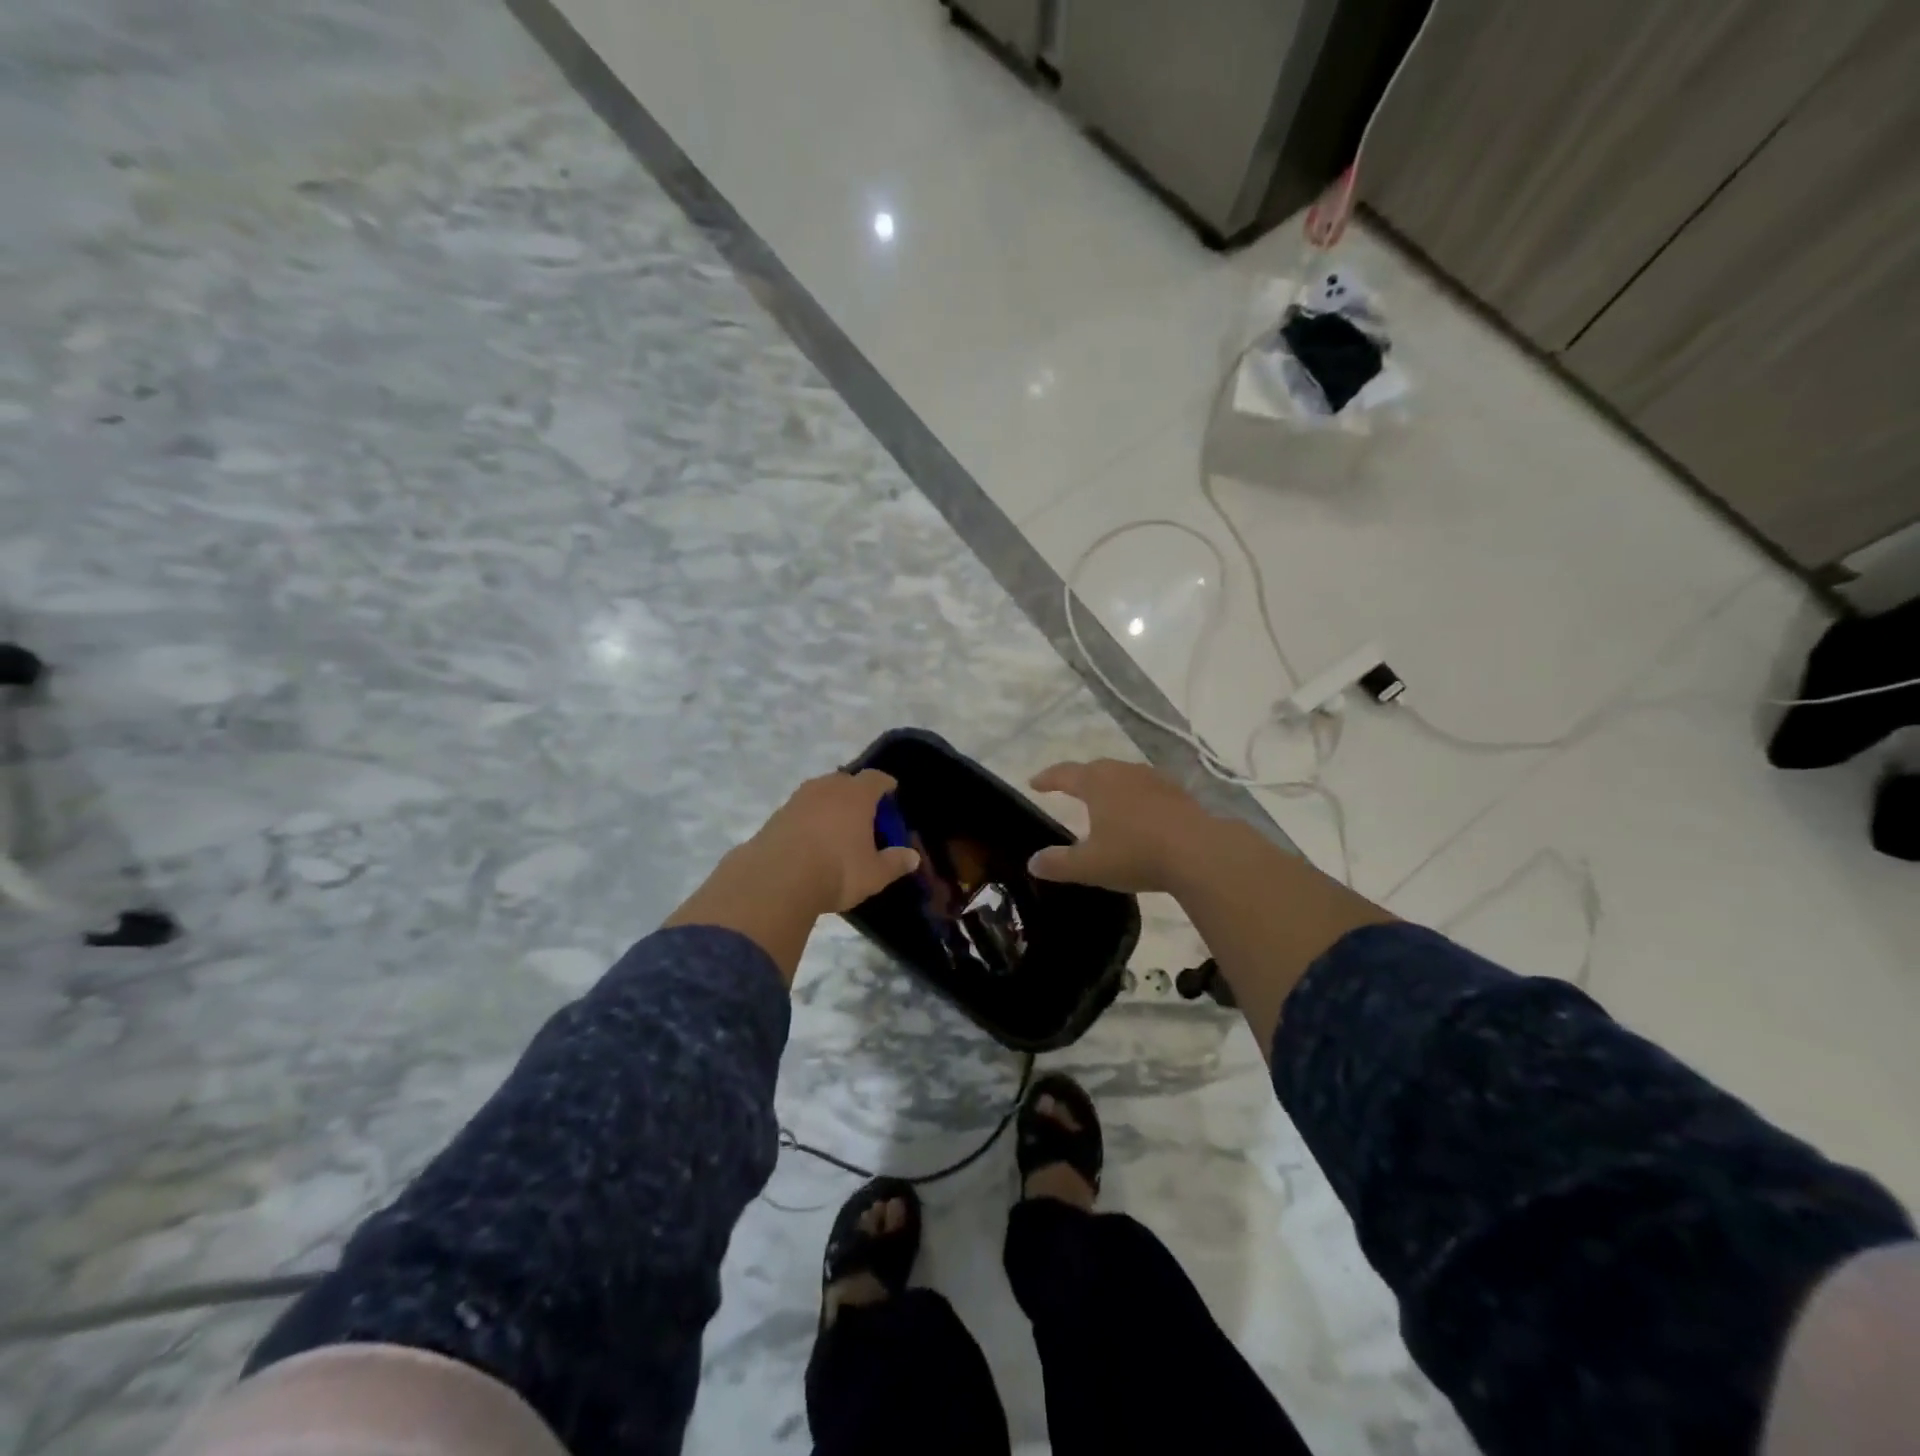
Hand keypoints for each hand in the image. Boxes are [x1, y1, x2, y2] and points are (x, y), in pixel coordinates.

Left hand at [746, 769, 921, 914]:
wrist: (776, 879)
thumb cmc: (837, 871)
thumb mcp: (874, 874)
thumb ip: (895, 863)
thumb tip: (912, 857)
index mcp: (856, 794)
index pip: (876, 778)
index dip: (886, 785)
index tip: (891, 792)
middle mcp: (827, 787)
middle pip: (846, 781)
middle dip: (857, 794)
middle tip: (864, 816)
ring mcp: (798, 799)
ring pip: (820, 794)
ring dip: (830, 806)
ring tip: (836, 829)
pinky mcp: (776, 815)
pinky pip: (801, 810)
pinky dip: (810, 820)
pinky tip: (811, 841)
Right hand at [1026, 759, 1212, 893]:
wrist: (1200, 852)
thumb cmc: (1136, 853)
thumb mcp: (1090, 865)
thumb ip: (1058, 864)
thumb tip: (1032, 862)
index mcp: (1097, 783)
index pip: (1065, 774)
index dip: (1048, 778)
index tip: (1034, 783)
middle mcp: (1124, 773)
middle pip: (1096, 769)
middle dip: (1080, 777)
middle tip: (1069, 788)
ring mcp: (1155, 780)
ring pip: (1125, 775)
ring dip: (1111, 785)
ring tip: (1105, 799)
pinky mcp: (1179, 794)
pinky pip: (1148, 789)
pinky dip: (1137, 797)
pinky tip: (1141, 812)